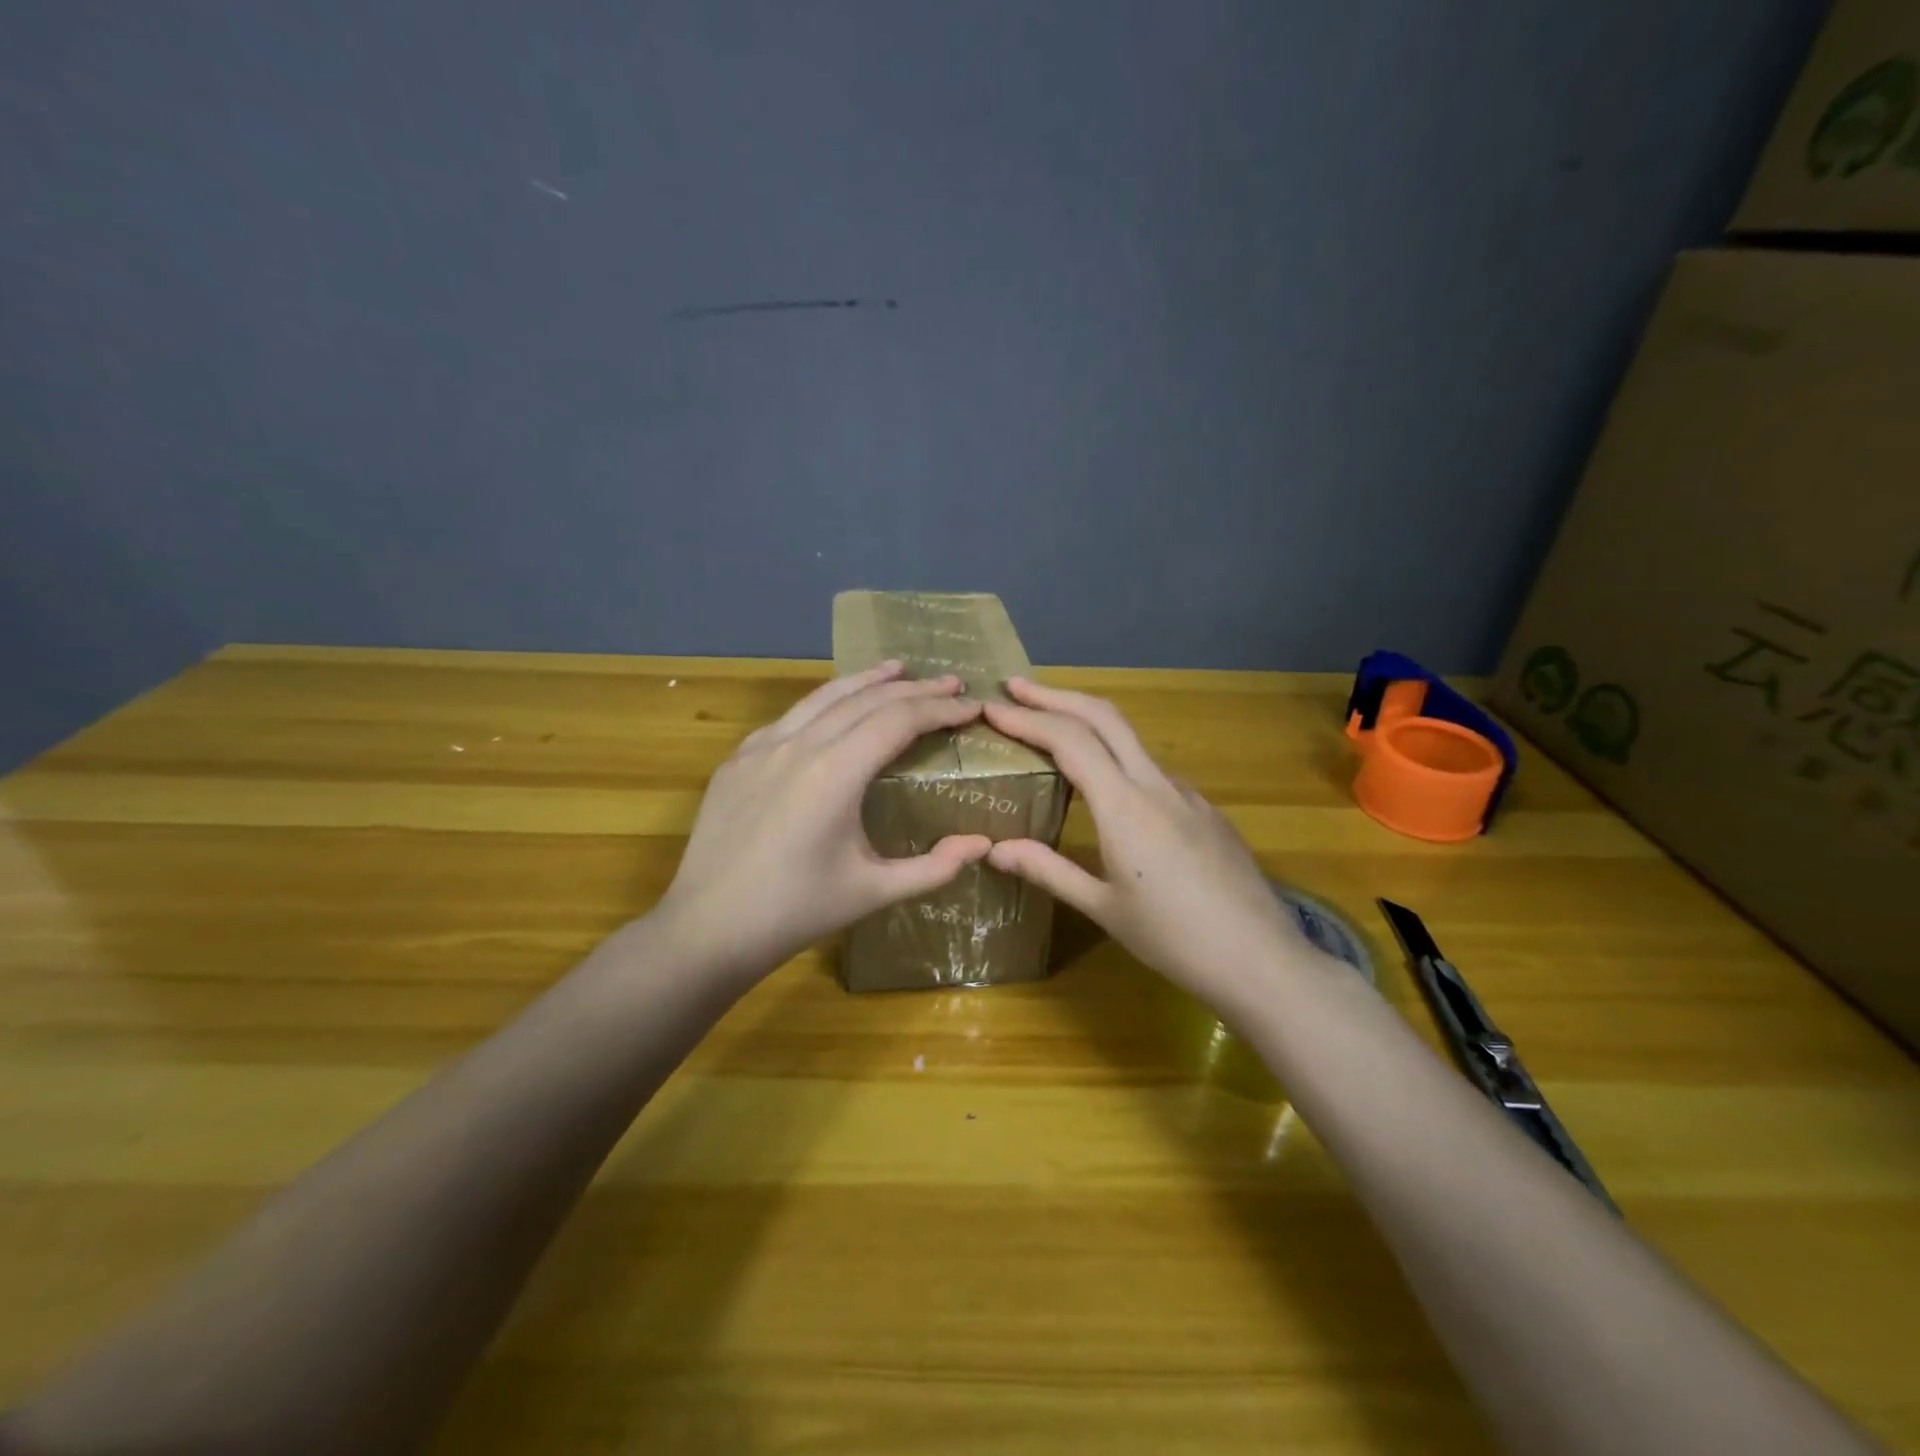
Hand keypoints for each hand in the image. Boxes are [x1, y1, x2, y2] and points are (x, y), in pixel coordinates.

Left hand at [654, 662, 992, 981]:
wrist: (708, 928)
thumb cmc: (796, 911)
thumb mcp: (873, 892)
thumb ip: (934, 867)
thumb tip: (982, 844)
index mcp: (835, 772)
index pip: (899, 720)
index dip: (939, 709)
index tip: (971, 706)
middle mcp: (799, 745)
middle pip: (866, 699)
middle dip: (914, 689)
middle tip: (950, 683)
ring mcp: (762, 747)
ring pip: (823, 696)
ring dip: (866, 681)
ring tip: (898, 670)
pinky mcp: (737, 759)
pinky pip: (790, 717)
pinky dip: (824, 703)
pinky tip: (835, 708)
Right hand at [982, 678, 1317, 1013]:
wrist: (1261, 959)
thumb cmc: (1174, 939)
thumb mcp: (1102, 907)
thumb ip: (1048, 870)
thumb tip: (995, 850)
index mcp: (1124, 806)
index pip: (1069, 740)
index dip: (1027, 719)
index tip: (992, 707)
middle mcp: (1156, 785)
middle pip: (1103, 716)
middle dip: (1057, 695)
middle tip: (1016, 688)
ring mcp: (1187, 794)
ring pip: (1131, 739)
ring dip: (1087, 721)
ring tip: (1051, 727)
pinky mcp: (1206, 810)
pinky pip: (1153, 771)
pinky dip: (1117, 758)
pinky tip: (1108, 788)